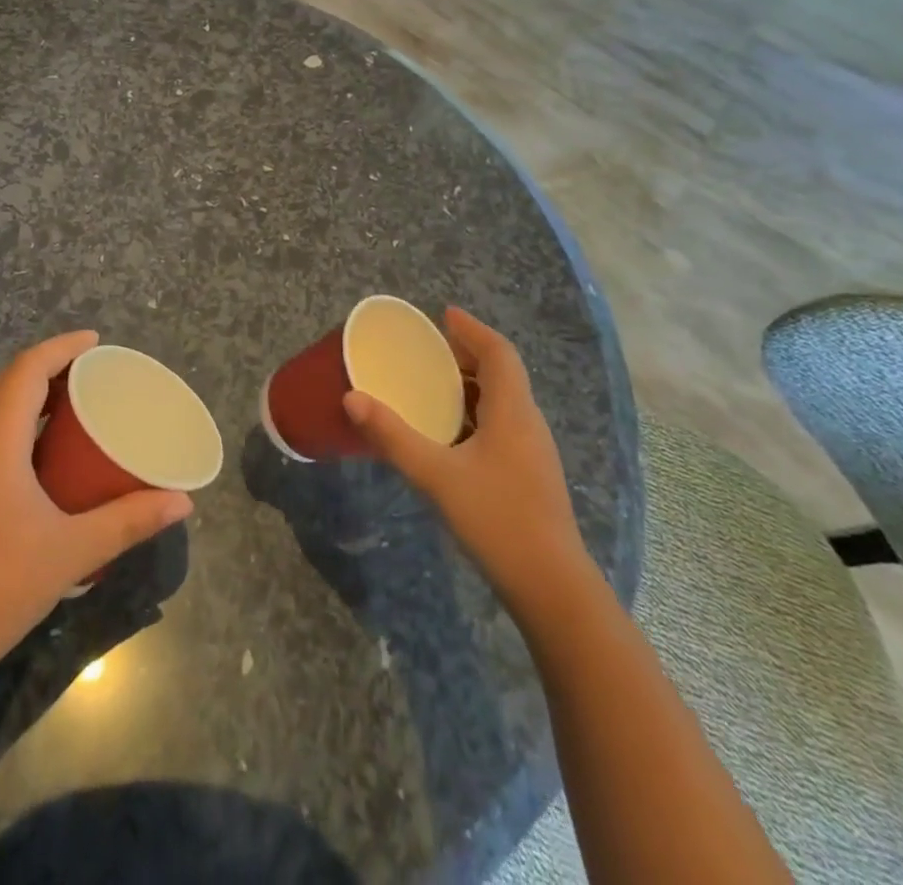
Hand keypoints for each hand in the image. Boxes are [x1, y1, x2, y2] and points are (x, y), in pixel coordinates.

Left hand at [0, 331, 192, 678]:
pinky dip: (17, 427)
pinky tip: (42, 459)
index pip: (28, 368)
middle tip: (95, 374)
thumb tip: (182, 502)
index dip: (63, 346)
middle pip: (9, 383)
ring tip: (75, 408)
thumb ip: (128, 521)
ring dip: (31, 398)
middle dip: (51, 368)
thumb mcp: (70, 551)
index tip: (97, 342)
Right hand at [342, 307, 587, 605]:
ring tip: (431, 386)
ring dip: (470, 385)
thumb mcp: (436, 475)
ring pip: (502, 401)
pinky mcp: (529, 475)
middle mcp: (527, 424)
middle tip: (428, 350)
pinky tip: (448, 434)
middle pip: (502, 373)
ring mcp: (532, 452)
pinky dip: (474, 413)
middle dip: (467, 355)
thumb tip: (351, 398)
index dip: (473, 330)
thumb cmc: (497, 520)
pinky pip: (500, 425)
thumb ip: (392, 436)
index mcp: (513, 412)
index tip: (444, 315)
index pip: (499, 353)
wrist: (551, 587)